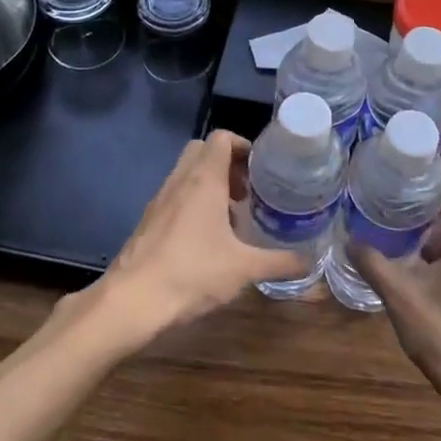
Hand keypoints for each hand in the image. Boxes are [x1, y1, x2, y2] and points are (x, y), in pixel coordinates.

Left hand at [80, 130, 309, 345]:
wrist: (131, 302)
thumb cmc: (191, 273)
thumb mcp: (244, 269)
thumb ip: (279, 262)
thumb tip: (309, 262)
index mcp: (204, 179)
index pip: (222, 138)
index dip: (244, 146)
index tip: (262, 169)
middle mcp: (180, 180)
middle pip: (203, 151)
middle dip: (228, 164)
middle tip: (248, 191)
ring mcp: (160, 200)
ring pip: (188, 174)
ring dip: (211, 185)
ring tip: (232, 219)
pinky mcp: (148, 221)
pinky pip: (176, 197)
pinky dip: (193, 204)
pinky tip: (207, 241)